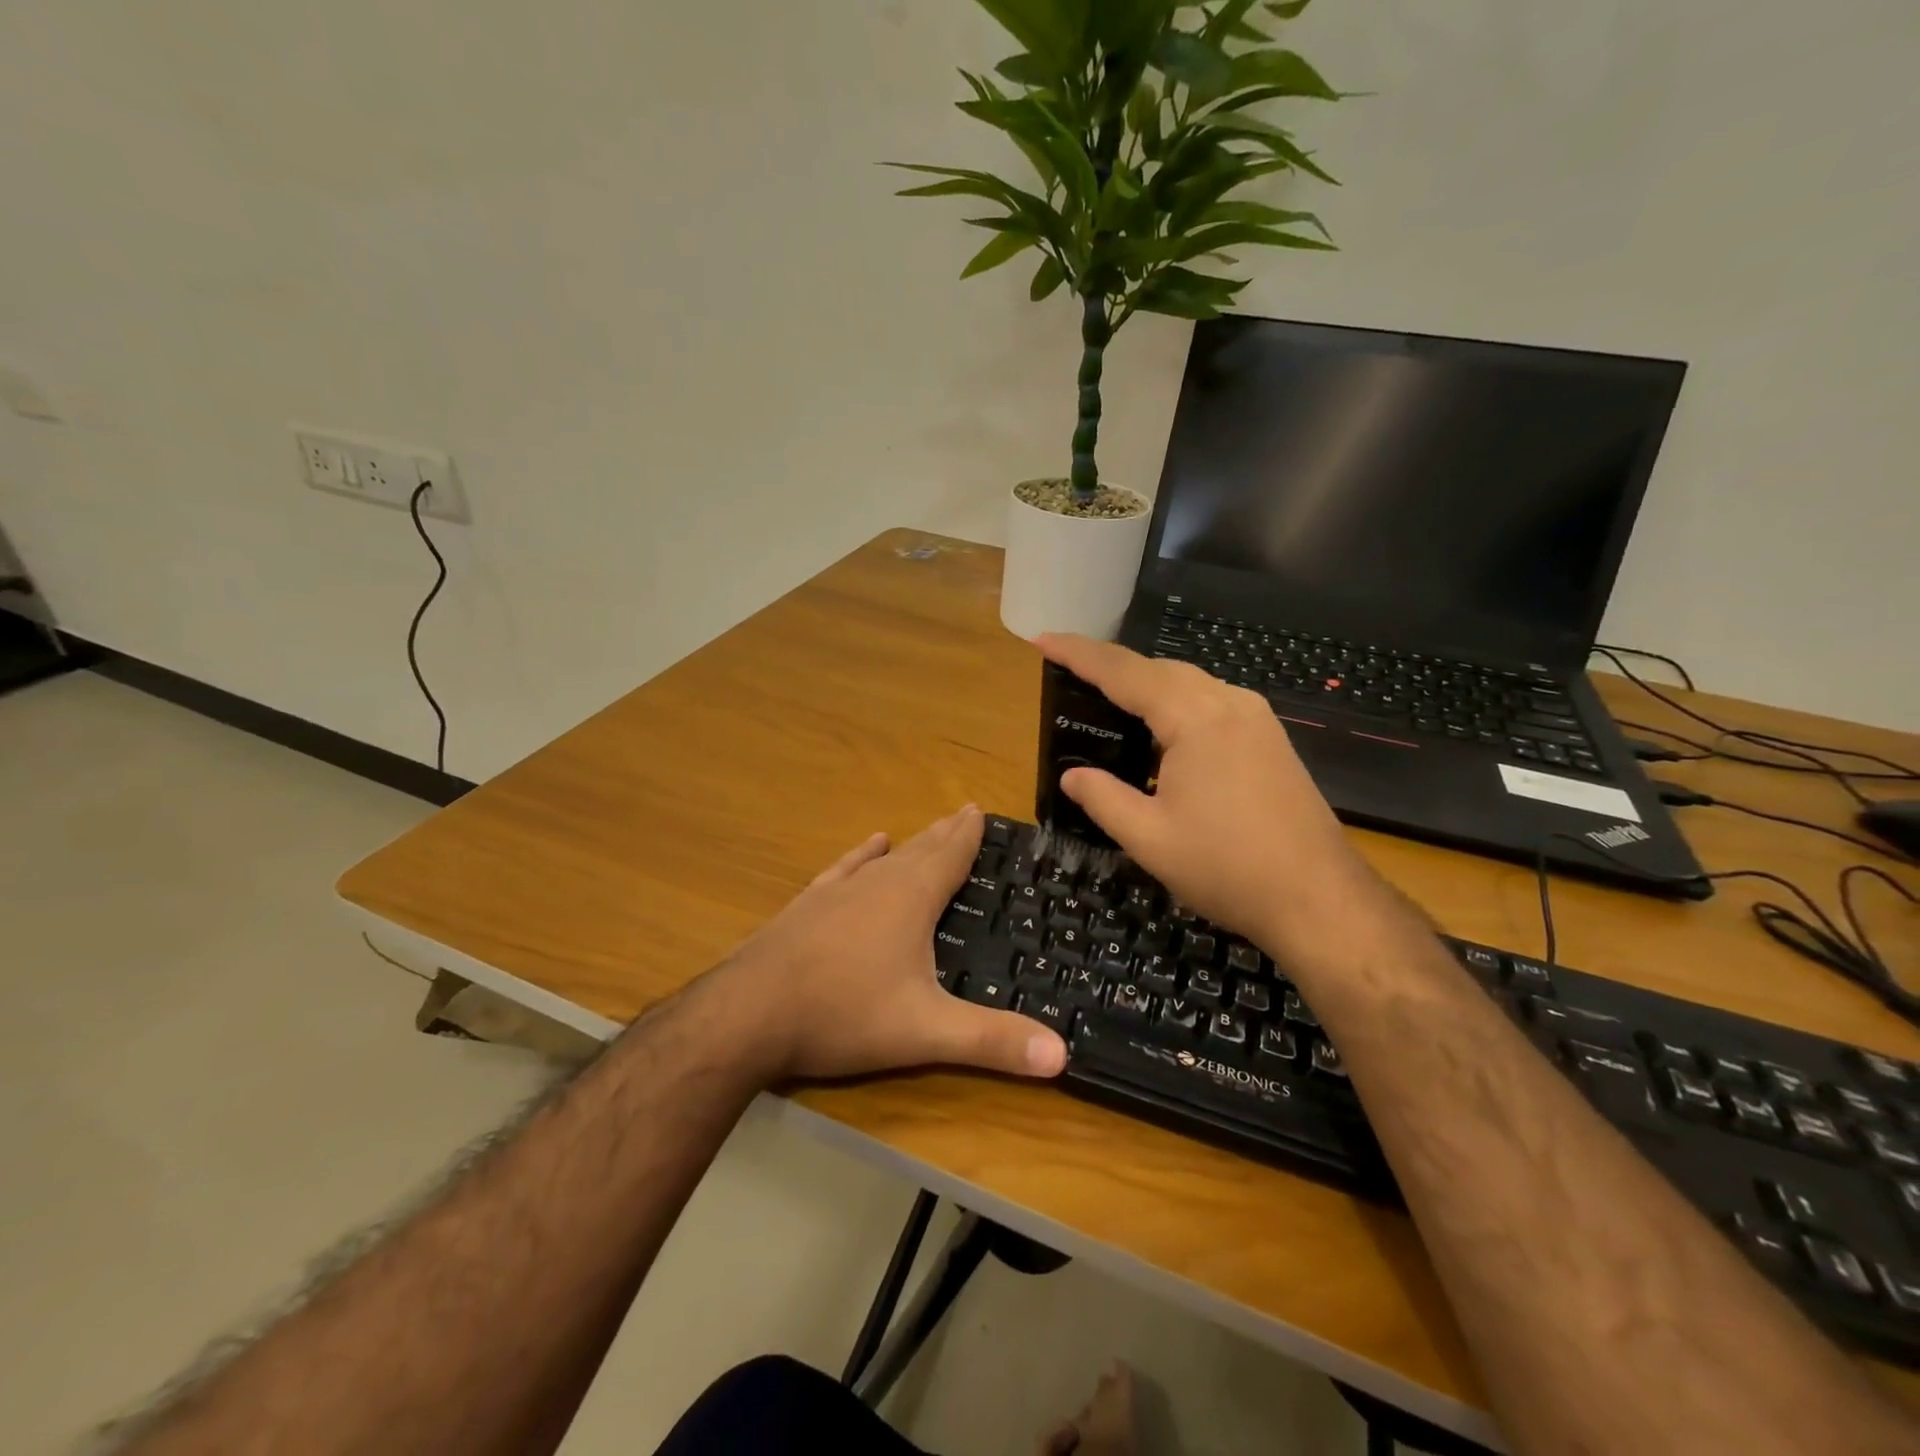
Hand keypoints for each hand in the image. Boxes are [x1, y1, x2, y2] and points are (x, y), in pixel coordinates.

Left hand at [714, 806, 1068, 1083]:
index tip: (980, 810)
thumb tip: (1063, 1055)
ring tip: (925, 830)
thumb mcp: (926, 1032)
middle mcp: (877, 883)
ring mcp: (837, 892)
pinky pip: (844, 870)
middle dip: (945, 834)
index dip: (968, 835)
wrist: (748, 1014)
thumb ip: (992, 1042)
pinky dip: (861, 856)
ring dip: (910, 844)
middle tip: (964, 813)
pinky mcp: (807, 907)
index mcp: (911, 900)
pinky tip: (869, 846)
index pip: (950, 856)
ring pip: (884, 858)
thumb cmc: (844, 1014)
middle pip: (920, 850)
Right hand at [1037, 634, 1382, 952]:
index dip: (1079, 653)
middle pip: (1158, 669)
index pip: (1123, 672)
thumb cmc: (1227, 868)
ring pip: (1188, 684)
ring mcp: (1256, 719)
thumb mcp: (1149, 838)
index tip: (1043, 639)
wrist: (1320, 898)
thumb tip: (1071, 776)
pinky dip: (1175, 705)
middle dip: (1111, 667)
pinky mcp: (1270, 739)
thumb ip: (1102, 798)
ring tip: (1108, 702)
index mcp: (1194, 718)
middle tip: (1069, 673)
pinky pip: (1211, 703)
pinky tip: (1160, 735)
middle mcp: (1228, 703)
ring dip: (1145, 686)